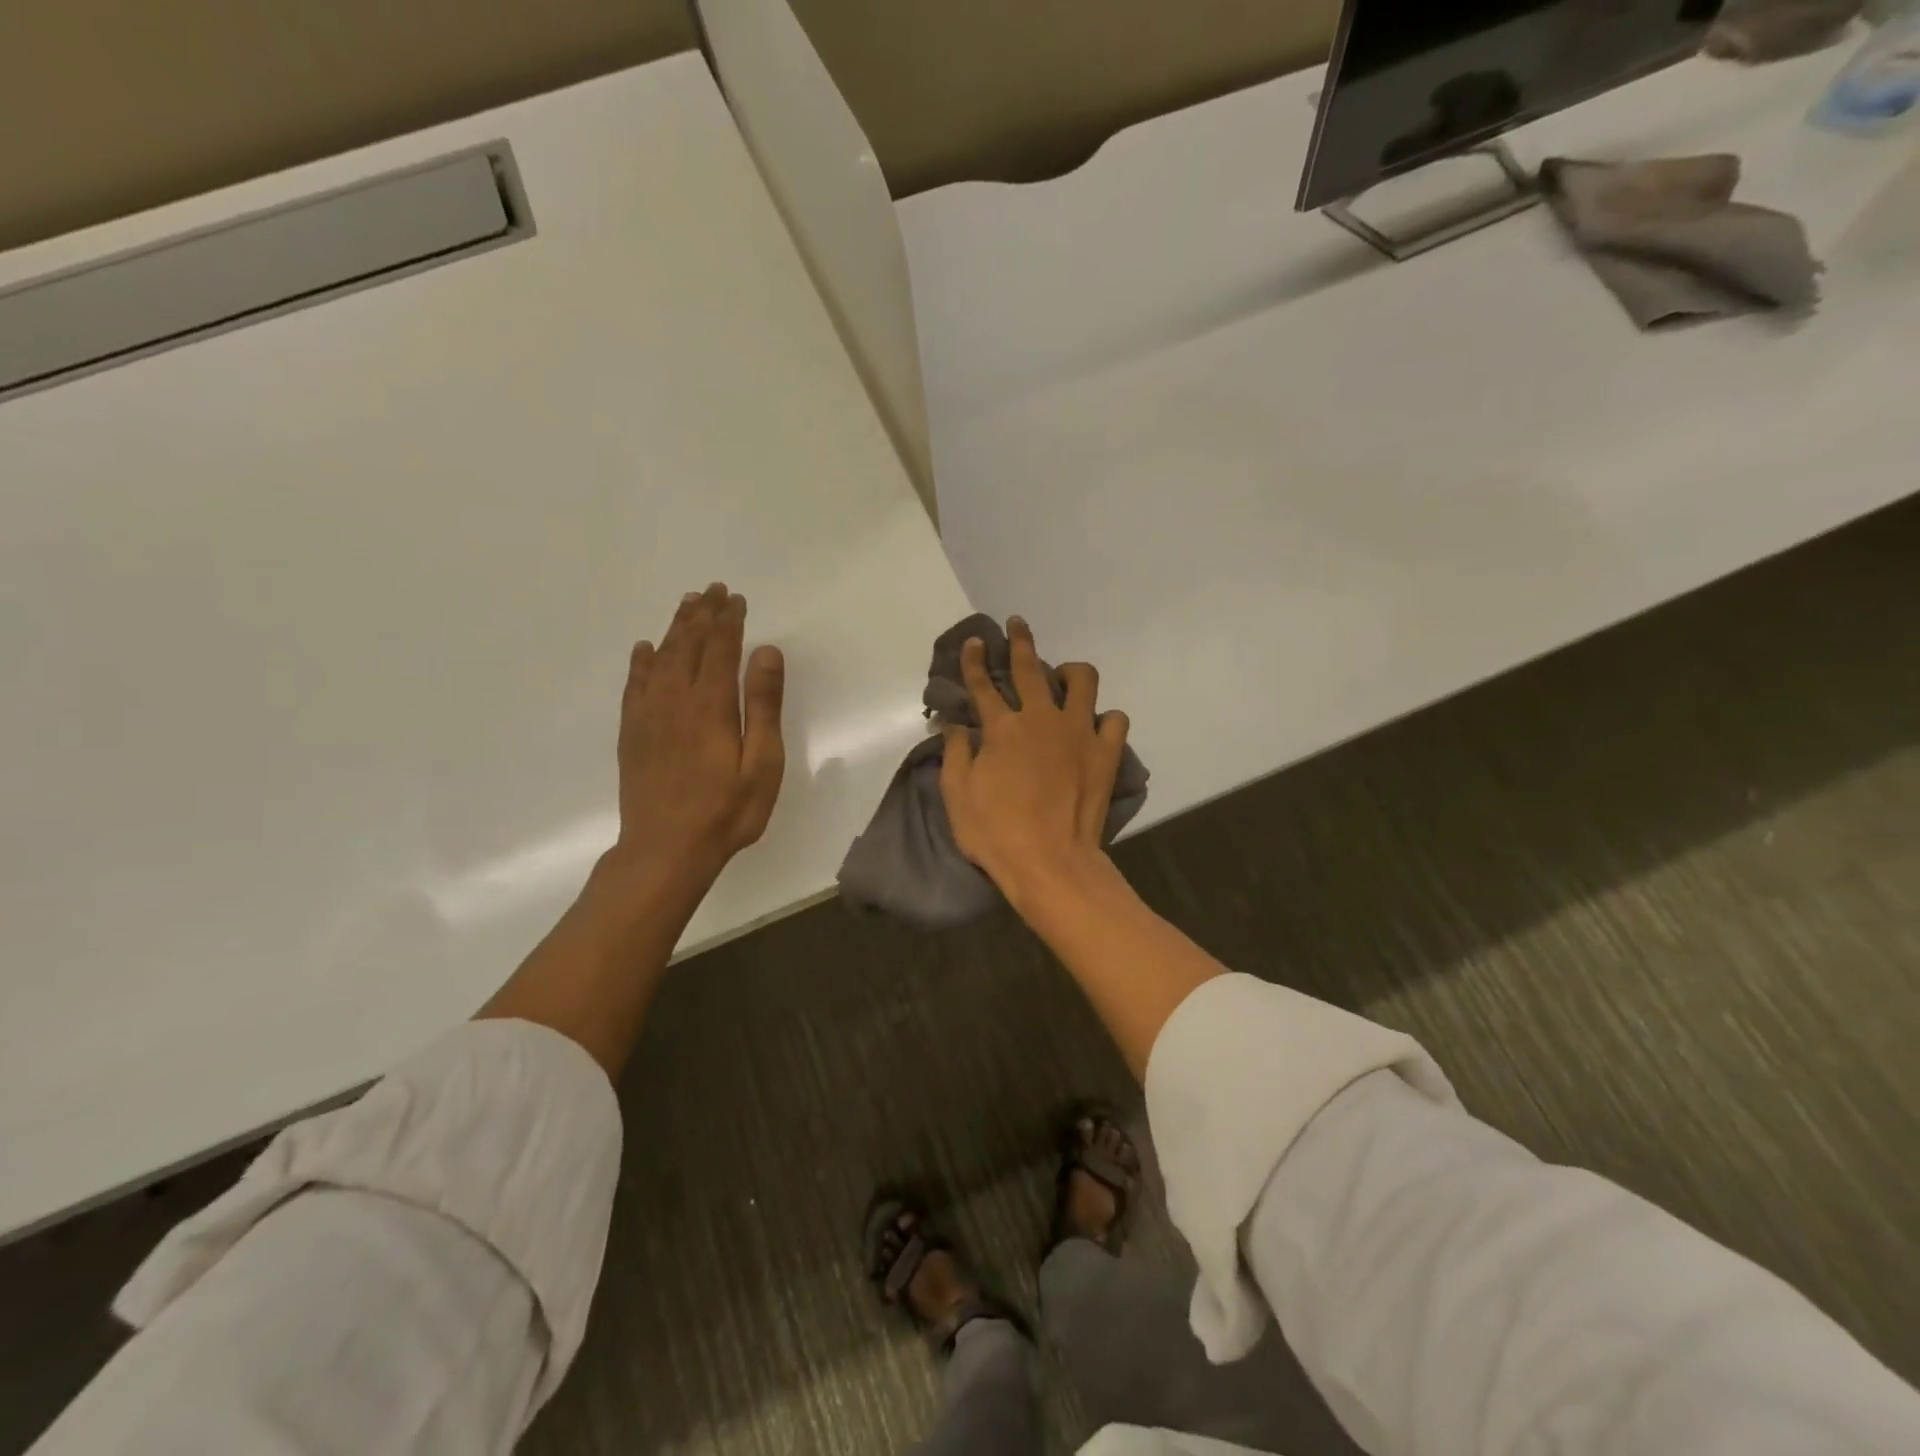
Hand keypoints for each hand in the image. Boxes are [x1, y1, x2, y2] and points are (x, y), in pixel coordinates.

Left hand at [613, 583, 785, 887]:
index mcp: (711, 704)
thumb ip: (763, 705)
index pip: (721, 648)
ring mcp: (648, 714)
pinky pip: (634, 684)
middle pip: (687, 644)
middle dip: (702, 614)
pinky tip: (644, 649)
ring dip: (674, 628)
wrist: (665, 850)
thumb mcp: (762, 762)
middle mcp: (675, 698)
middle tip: (712, 589)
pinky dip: (641, 661)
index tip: (736, 598)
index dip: (729, 620)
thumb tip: (766, 652)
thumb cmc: (726, 810)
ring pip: (660, 657)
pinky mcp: (631, 732)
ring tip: (686, 604)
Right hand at [939, 617, 1128, 905]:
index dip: (975, 660)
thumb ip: (956, 753)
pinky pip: (1115, 719)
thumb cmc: (996, 833)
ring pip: (1083, 680)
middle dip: (1021, 640)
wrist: (1051, 863)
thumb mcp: (958, 795)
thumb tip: (954, 724)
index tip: (976, 642)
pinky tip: (1094, 725)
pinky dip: (1105, 718)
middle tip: (1017, 624)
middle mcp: (1041, 719)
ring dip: (1071, 672)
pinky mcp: (1106, 753)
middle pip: (1030, 667)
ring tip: (1063, 677)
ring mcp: (1078, 732)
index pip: (983, 684)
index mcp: (1002, 728)